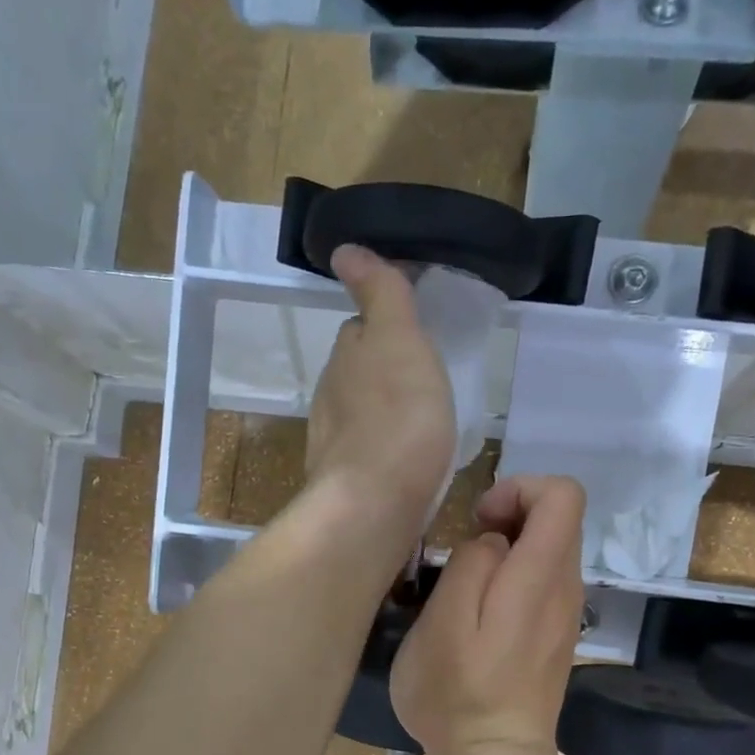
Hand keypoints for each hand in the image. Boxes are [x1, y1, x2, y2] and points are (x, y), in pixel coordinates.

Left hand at [305, 245, 456, 528]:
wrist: (375, 504)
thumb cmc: (398, 418)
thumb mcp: (398, 340)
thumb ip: (379, 295)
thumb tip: (344, 250)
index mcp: (345, 359)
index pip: (360, 331)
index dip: (386, 329)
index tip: (416, 338)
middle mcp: (330, 398)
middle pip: (358, 374)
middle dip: (384, 373)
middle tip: (425, 382)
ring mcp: (334, 445)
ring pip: (361, 416)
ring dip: (384, 414)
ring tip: (422, 425)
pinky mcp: (345, 484)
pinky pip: (368, 455)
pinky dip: (385, 451)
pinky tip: (408, 464)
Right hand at [391, 475, 586, 754]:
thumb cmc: (458, 694)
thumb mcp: (443, 622)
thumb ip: (472, 564)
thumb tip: (492, 543)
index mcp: (541, 577)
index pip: (563, 494)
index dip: (520, 488)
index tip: (479, 520)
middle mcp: (566, 588)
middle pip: (558, 518)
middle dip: (511, 514)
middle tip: (465, 547)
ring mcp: (566, 614)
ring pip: (550, 550)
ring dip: (510, 547)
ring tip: (467, 582)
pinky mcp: (556, 635)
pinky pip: (544, 582)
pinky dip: (515, 576)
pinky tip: (481, 612)